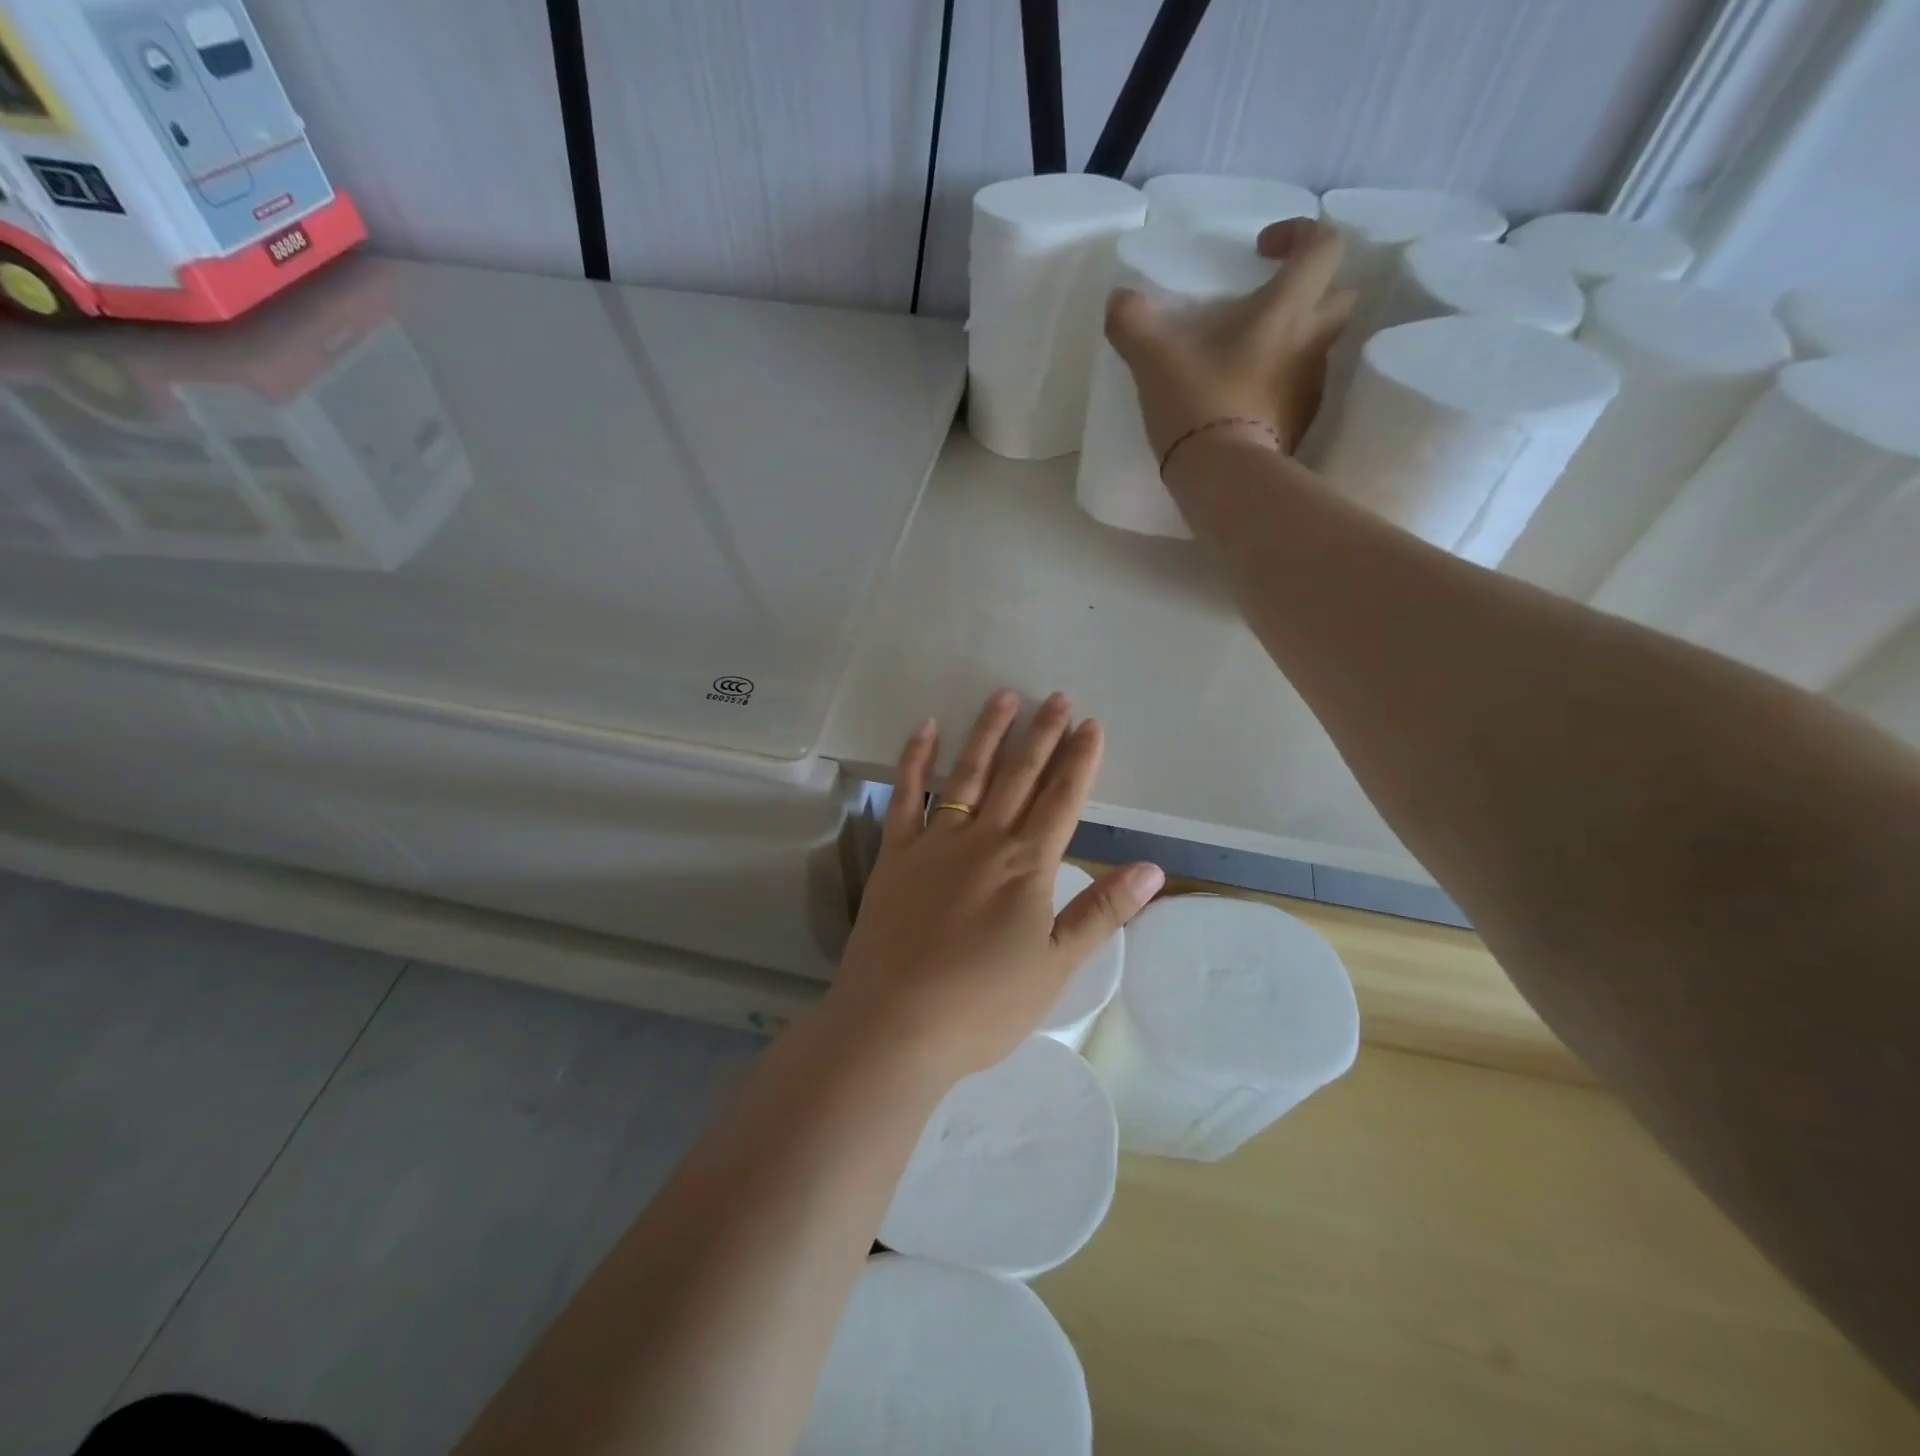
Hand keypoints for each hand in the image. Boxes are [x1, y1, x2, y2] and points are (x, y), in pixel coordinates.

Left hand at [823, 690, 1163, 1084]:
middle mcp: (984, 840)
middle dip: (1042, 734)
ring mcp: (935, 841)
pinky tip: (926, 729)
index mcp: (1027, 866)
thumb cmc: (983, 1005)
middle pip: (1019, 776)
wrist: (896, 1023)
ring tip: (1004, 697)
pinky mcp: (895, 853)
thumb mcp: (1056, 966)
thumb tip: (1153, 869)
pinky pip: (906, 795)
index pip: (1062, 800)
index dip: (1080, 760)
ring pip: (968, 774)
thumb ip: (1102, 911)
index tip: (1091, 724)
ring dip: (988, 734)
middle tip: (1057, 697)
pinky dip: (915, 759)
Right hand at [1104, 218, 1355, 457]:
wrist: (1225, 479)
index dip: (1300, 233)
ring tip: (1245, 358)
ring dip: (1291, 341)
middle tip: (1266, 304)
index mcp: (1288, 310)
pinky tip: (1242, 400)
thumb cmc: (1199, 404)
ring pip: (1318, 346)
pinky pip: (1297, 390)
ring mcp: (1310, 389)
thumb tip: (1119, 299)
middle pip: (1338, 295)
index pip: (1324, 245)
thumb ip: (1133, 321)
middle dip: (1310, 290)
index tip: (1262, 251)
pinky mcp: (1299, 426)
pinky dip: (1277, 385)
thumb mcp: (1153, 359)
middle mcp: (1312, 343)